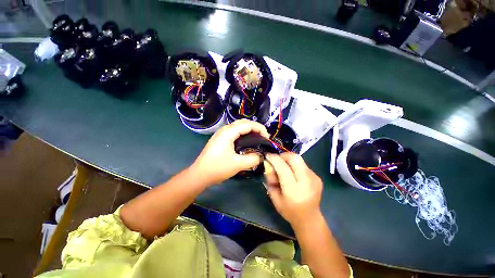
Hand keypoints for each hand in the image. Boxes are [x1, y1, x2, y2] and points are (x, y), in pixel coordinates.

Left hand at [191, 119, 269, 184]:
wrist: (199, 174)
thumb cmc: (218, 168)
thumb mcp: (238, 164)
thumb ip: (253, 159)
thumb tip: (261, 156)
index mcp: (229, 132)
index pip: (248, 124)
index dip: (260, 129)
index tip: (267, 138)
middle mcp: (225, 129)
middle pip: (243, 122)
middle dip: (255, 127)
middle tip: (263, 137)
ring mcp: (221, 133)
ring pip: (238, 126)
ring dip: (249, 130)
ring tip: (257, 138)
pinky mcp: (220, 138)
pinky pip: (234, 131)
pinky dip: (243, 133)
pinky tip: (246, 141)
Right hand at [264, 153, 322, 227]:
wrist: (310, 219)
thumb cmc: (289, 211)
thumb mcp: (274, 198)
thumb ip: (270, 180)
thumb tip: (269, 165)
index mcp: (294, 191)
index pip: (283, 168)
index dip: (274, 159)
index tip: (268, 156)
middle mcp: (306, 182)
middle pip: (295, 158)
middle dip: (283, 155)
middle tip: (277, 160)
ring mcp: (314, 178)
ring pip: (299, 159)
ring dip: (289, 160)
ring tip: (284, 168)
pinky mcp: (317, 177)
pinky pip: (303, 165)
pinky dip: (295, 165)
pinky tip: (293, 174)